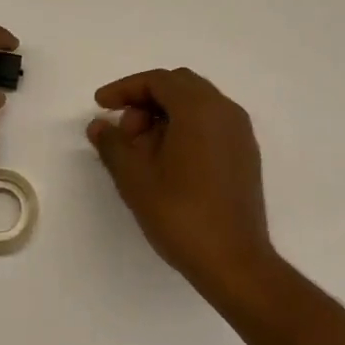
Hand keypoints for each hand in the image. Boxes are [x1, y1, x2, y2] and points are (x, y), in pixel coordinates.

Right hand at [87, 68, 276, 300]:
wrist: (236, 264)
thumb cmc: (182, 215)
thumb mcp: (135, 178)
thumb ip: (113, 144)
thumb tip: (99, 125)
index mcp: (199, 108)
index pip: (157, 80)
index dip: (125, 88)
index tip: (101, 105)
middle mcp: (224, 110)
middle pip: (179, 86)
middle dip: (145, 100)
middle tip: (124, 130)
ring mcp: (240, 132)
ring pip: (196, 104)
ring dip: (165, 115)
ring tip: (142, 151)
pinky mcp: (245, 155)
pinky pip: (211, 123)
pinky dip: (186, 128)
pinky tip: (168, 161)